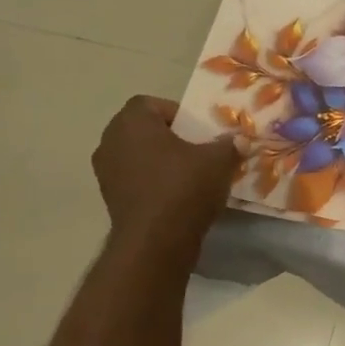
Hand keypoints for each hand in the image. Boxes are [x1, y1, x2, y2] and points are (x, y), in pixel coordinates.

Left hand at [92, 96, 241, 252]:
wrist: (156, 241)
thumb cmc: (184, 187)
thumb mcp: (219, 160)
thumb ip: (229, 144)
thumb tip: (239, 140)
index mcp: (132, 122)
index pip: (150, 104)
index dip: (176, 113)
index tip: (198, 130)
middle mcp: (110, 141)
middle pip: (142, 129)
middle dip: (169, 137)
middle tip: (196, 150)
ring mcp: (106, 171)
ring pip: (137, 155)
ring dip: (159, 161)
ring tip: (188, 174)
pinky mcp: (109, 198)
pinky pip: (134, 179)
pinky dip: (151, 182)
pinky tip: (176, 196)